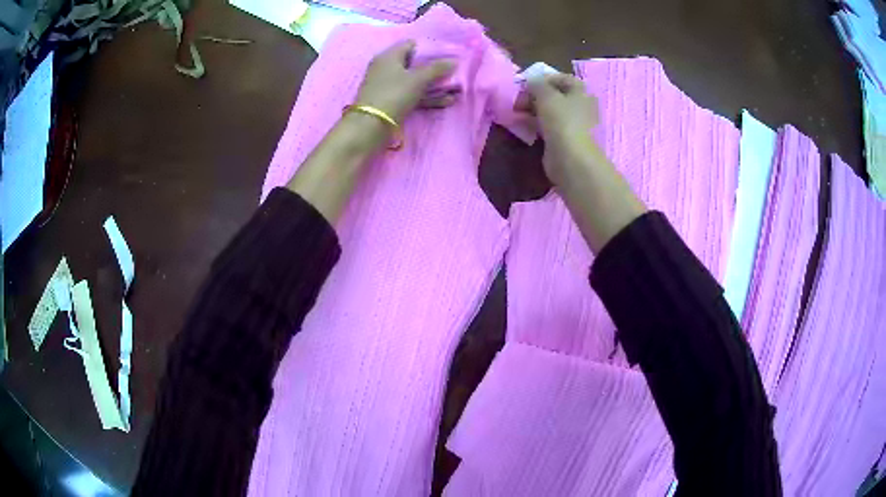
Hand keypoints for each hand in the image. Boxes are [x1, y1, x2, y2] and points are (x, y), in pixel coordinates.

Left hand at [355, 40, 457, 125]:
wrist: (371, 126)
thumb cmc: (394, 94)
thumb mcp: (418, 78)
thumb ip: (437, 68)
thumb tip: (454, 60)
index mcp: (389, 56)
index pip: (411, 44)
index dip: (429, 48)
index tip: (445, 55)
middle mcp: (386, 68)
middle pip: (414, 63)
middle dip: (434, 68)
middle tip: (452, 72)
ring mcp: (388, 86)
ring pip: (414, 81)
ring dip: (434, 85)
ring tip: (455, 90)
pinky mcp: (391, 101)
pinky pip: (412, 95)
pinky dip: (427, 97)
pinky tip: (446, 102)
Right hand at [517, 74, 599, 185]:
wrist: (570, 158)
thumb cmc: (562, 120)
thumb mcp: (546, 94)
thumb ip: (536, 84)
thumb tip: (531, 83)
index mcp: (581, 92)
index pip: (563, 78)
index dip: (544, 78)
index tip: (527, 83)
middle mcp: (580, 107)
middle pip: (555, 96)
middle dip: (535, 95)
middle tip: (519, 99)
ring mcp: (573, 125)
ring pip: (550, 112)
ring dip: (533, 110)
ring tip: (517, 111)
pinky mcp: (564, 140)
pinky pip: (548, 127)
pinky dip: (536, 124)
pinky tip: (523, 125)